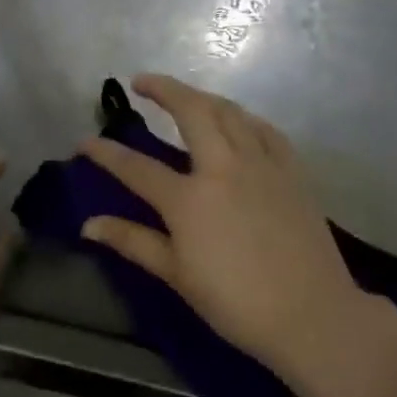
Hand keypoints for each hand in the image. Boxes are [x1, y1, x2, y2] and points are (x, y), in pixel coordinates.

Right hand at [80, 75, 385, 384]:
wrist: (311, 314)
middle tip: (141, 82)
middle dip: (163, 89)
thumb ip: (133, 241)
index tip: (85, 141)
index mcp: (189, 198)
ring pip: (230, 112)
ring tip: (185, 96)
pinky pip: (266, 130)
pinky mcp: (292, 171)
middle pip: (191, 112)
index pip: (137, 167)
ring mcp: (262, 164)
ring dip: (203, 97)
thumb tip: (89, 225)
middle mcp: (224, 168)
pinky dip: (245, 118)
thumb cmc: (235, 302)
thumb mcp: (177, 274)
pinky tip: (238, 121)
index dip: (106, 153)